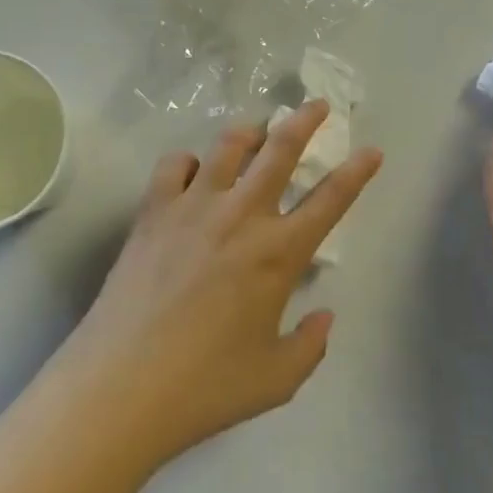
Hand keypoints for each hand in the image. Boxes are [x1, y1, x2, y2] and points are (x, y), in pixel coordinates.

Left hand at [61, 101, 381, 465]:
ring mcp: (194, 208)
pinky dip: (188, 161)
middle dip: (305, 121)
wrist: (121, 387)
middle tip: (318, 105)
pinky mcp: (153, 212)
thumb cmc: (205, 387)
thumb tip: (324, 316)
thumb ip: (311, 345)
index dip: (357, 171)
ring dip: (249, 131)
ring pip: (228, 146)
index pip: (331, 200)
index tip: (371, 150)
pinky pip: (173, 165)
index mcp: (279, 253)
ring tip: (257, 130)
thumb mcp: (277, 379)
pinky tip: (192, 172)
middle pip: (281, 150)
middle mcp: (241, 216)